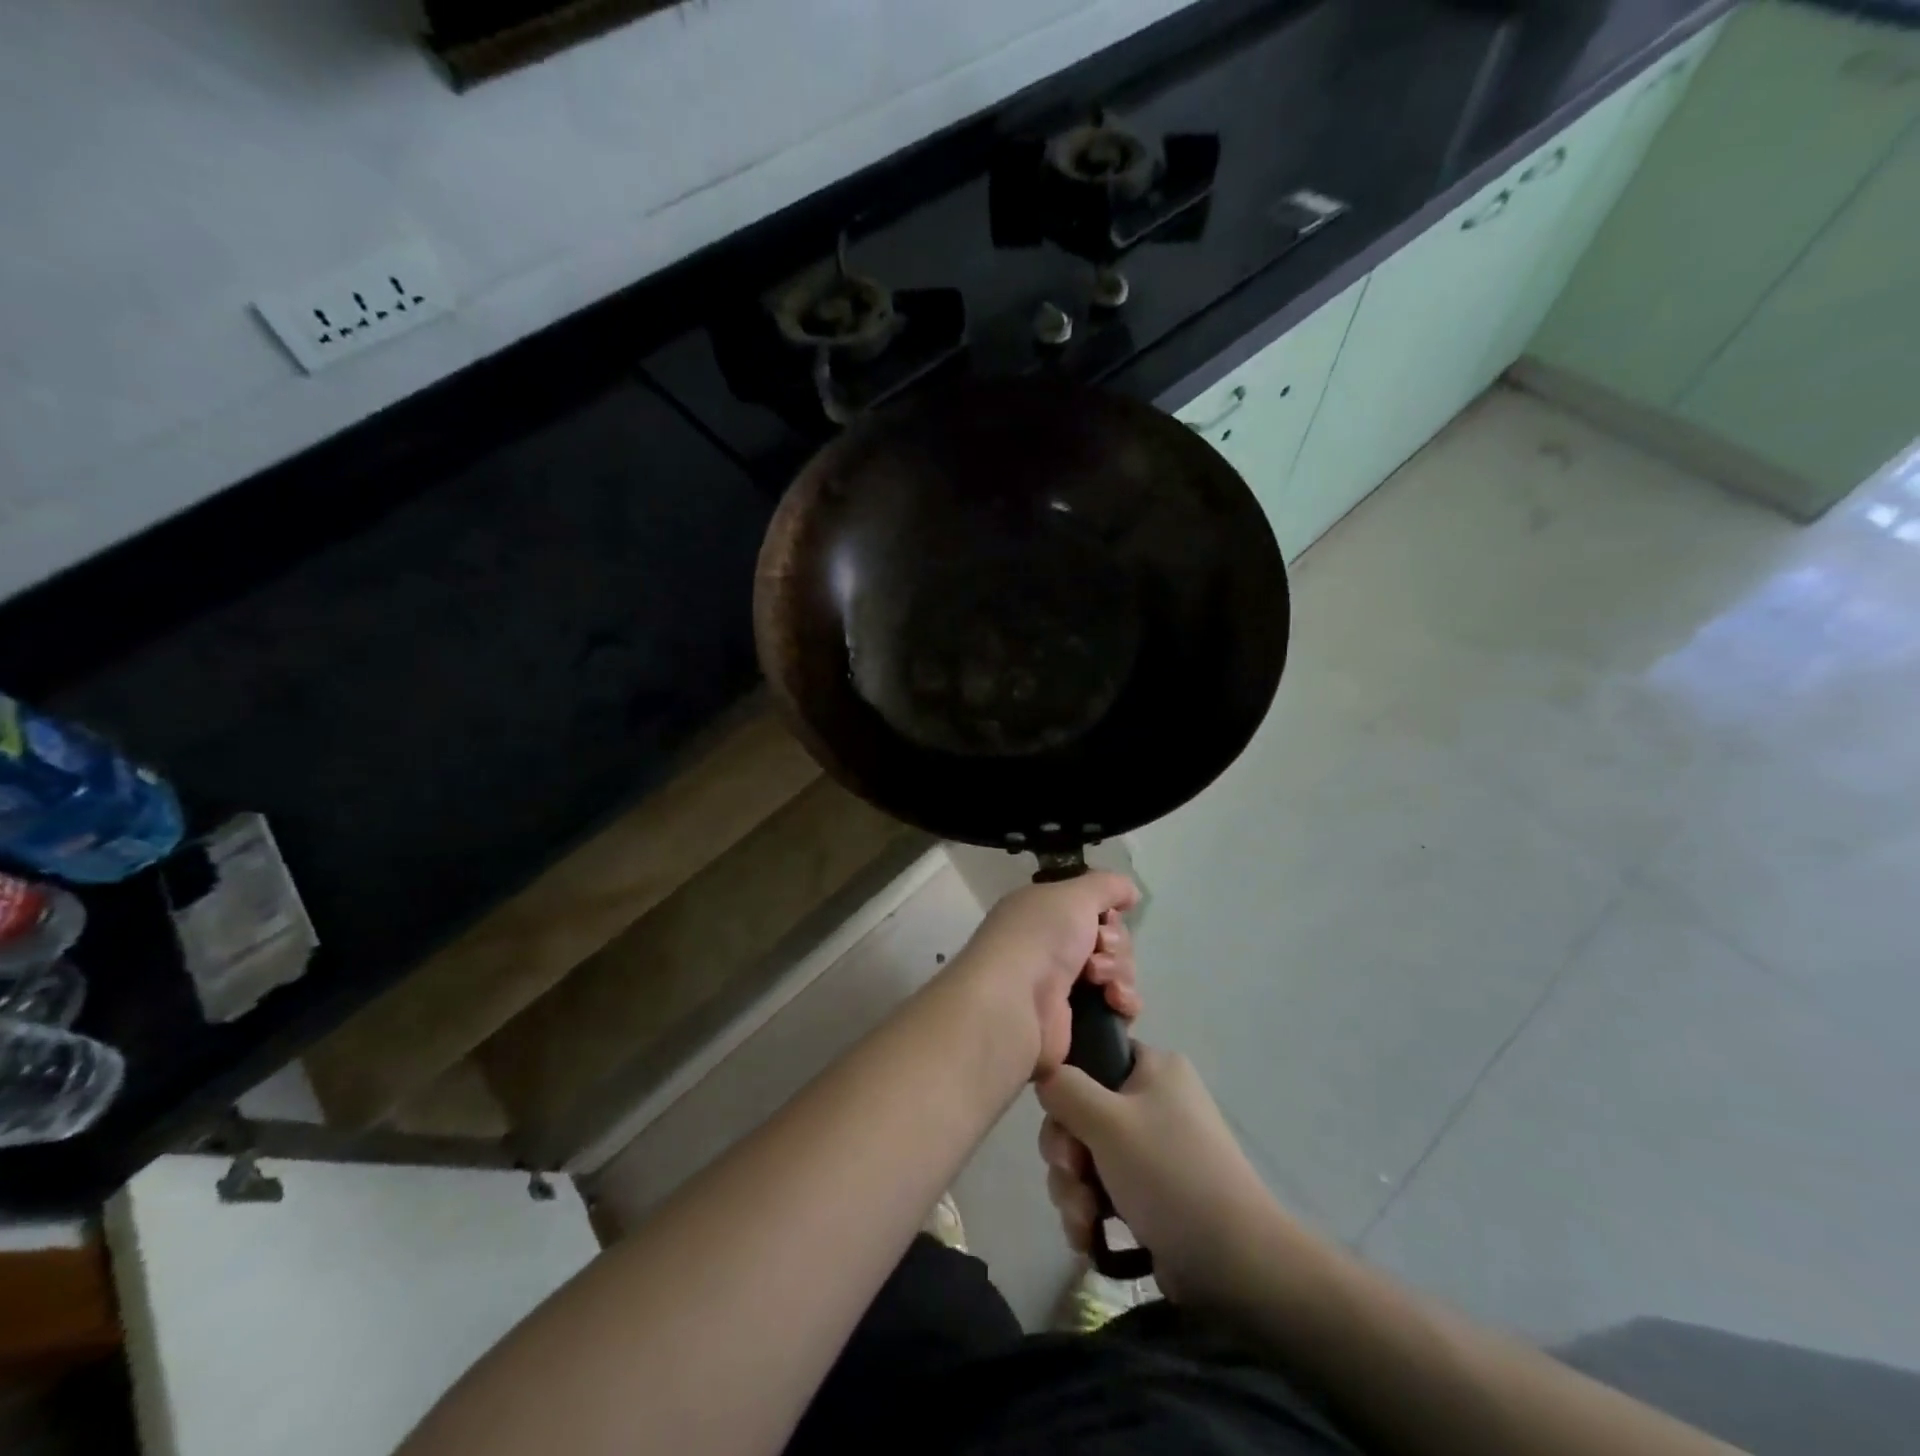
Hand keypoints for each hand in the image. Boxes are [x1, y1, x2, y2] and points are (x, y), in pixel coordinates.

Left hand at [948, 873, 1141, 1080]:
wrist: (1015, 1002)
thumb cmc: (1040, 937)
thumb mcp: (1074, 895)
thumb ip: (1107, 886)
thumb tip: (1131, 893)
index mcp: (1044, 914)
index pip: (1092, 909)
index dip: (1108, 913)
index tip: (1107, 919)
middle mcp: (1051, 947)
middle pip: (1110, 940)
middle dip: (1114, 944)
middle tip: (1098, 949)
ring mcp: (1063, 986)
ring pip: (1118, 972)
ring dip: (1118, 972)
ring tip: (1100, 981)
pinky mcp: (1077, 1022)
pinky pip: (1118, 1007)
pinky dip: (1124, 1002)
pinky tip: (1115, 1002)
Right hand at [1036, 1044, 1284, 1304]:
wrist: (1235, 1264)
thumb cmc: (1169, 1173)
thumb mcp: (1107, 1120)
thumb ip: (1064, 1088)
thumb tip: (1045, 1077)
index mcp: (1154, 1068)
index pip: (1093, 1056)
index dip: (1067, 1088)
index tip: (1062, 1122)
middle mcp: (1154, 1101)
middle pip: (1081, 1112)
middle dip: (1066, 1152)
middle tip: (1073, 1176)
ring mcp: (1152, 1150)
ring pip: (1086, 1155)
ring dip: (1073, 1189)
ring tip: (1085, 1220)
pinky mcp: (1149, 1194)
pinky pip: (1101, 1190)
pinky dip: (1089, 1212)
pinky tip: (1088, 1237)